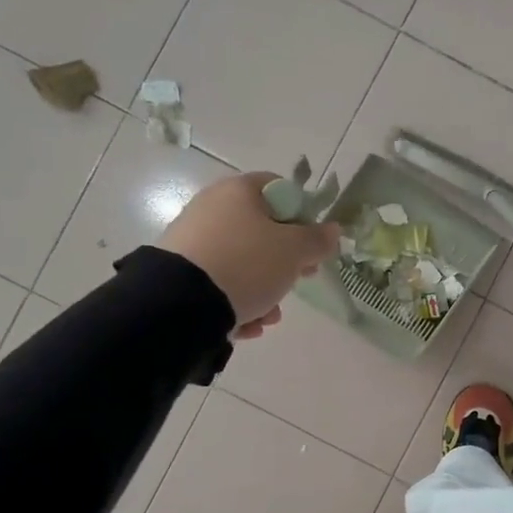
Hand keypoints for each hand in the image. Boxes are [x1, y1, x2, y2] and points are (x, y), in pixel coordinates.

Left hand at [161, 174, 340, 340]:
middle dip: (285, 261)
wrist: (182, 303)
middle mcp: (212, 208)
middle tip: (299, 279)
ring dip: (264, 289)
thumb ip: (318, 239)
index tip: (312, 244)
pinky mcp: (180, 272)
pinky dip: (237, 302)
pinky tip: (246, 323)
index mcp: (239, 191)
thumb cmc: (248, 264)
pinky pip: (220, 282)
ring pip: (243, 262)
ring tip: (269, 315)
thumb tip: (332, 229)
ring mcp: (193, 240)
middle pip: (262, 230)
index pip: (280, 189)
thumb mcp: (294, 251)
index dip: (303, 215)